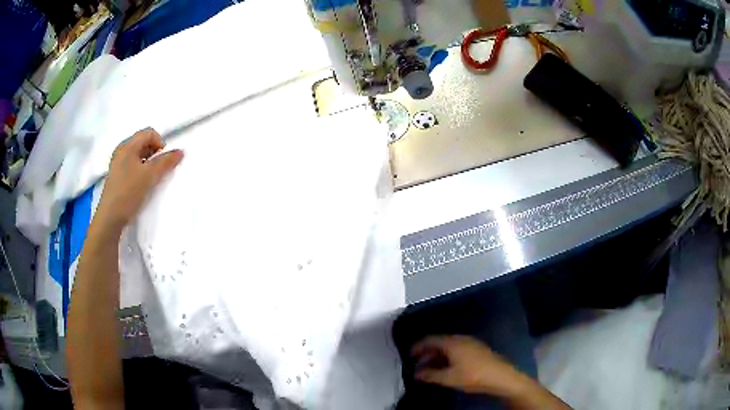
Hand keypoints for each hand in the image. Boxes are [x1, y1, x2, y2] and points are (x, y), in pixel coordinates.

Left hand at [96, 128, 183, 230]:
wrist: (110, 218)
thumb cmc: (129, 192)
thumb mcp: (150, 176)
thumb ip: (166, 162)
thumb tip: (181, 151)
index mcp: (127, 145)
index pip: (149, 133)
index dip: (160, 143)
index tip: (164, 160)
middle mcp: (121, 151)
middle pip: (143, 143)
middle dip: (155, 153)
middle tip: (159, 170)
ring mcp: (117, 164)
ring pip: (138, 156)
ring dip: (148, 164)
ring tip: (151, 179)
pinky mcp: (117, 177)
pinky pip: (132, 167)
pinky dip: (140, 172)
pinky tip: (142, 185)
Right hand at [411, 335, 526, 395]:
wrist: (500, 376)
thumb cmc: (473, 376)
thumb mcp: (448, 378)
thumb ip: (430, 375)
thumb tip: (416, 373)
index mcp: (452, 343)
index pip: (430, 339)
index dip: (418, 346)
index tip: (409, 354)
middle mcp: (461, 339)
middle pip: (439, 342)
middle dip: (427, 352)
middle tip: (417, 363)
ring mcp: (471, 343)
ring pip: (449, 346)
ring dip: (437, 355)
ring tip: (430, 368)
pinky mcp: (477, 349)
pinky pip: (457, 349)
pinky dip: (448, 356)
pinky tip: (446, 367)